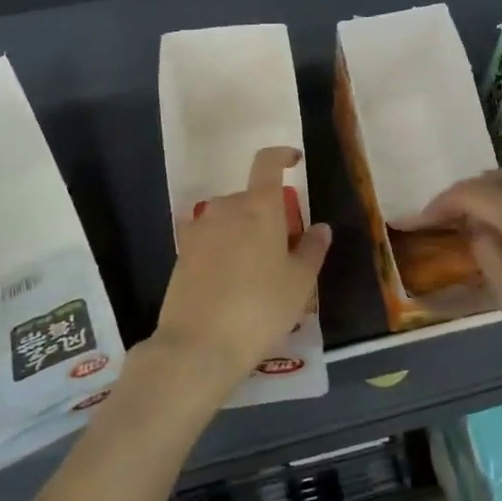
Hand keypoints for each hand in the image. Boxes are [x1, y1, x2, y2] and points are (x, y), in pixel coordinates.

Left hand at [139, 147, 331, 408]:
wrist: (199, 344)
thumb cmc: (261, 308)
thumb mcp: (300, 282)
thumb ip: (313, 249)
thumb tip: (320, 227)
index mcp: (259, 207)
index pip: (267, 162)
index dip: (282, 156)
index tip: (294, 161)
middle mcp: (226, 208)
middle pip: (249, 196)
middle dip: (267, 211)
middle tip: (283, 244)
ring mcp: (199, 229)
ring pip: (227, 217)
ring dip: (242, 229)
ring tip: (256, 266)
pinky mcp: (181, 253)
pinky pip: (209, 237)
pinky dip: (222, 246)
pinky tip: (229, 277)